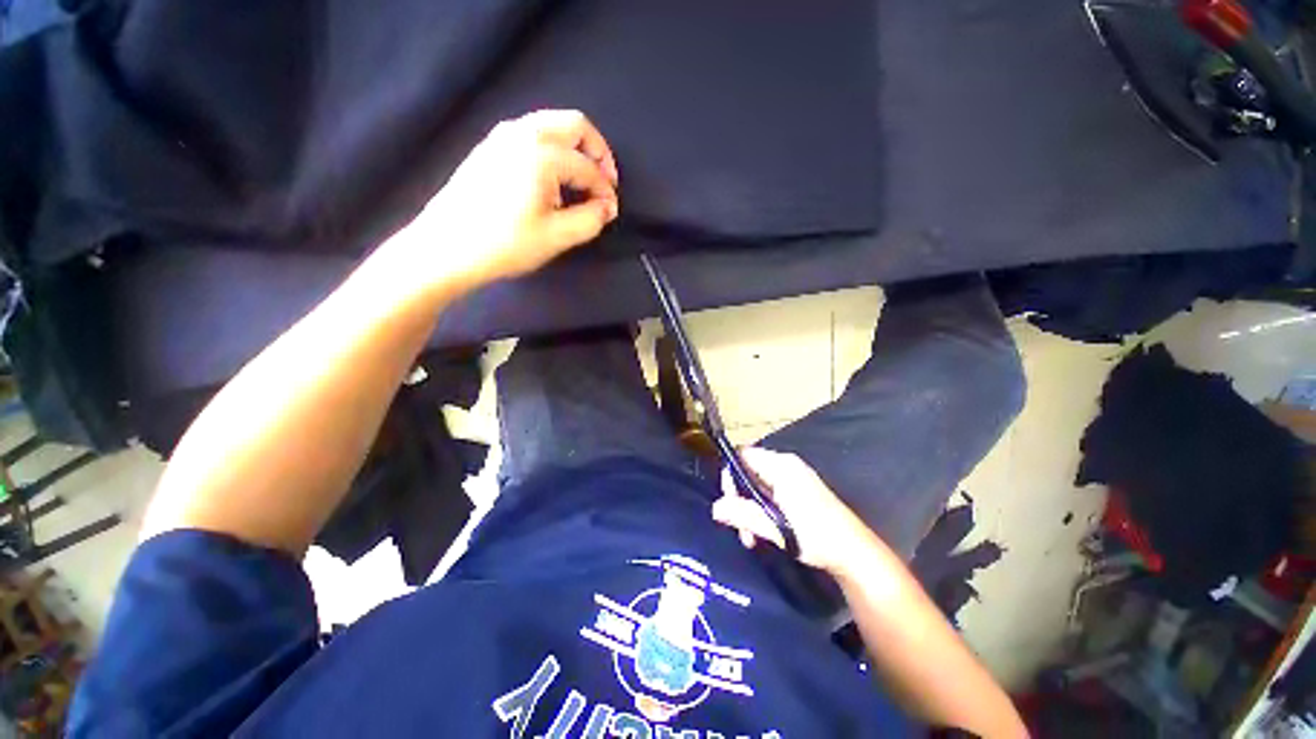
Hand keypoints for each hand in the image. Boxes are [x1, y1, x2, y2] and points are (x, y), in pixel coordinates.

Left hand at [390, 109, 619, 293]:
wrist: (447, 247)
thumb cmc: (506, 244)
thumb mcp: (557, 237)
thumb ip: (591, 220)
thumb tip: (607, 207)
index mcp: (543, 154)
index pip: (588, 168)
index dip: (605, 192)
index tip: (610, 213)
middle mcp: (523, 133)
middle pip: (574, 125)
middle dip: (597, 153)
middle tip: (604, 183)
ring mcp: (502, 135)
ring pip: (552, 125)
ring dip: (575, 148)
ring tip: (581, 183)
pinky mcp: (490, 146)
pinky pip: (532, 133)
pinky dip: (553, 149)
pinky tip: (552, 179)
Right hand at [713, 447, 873, 575]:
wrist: (855, 554)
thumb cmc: (817, 536)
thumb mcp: (776, 527)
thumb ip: (744, 515)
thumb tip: (715, 508)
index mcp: (781, 466)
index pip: (742, 456)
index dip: (730, 476)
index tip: (729, 504)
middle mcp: (786, 466)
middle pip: (748, 472)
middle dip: (739, 499)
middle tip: (741, 529)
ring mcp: (793, 478)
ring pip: (757, 486)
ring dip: (750, 510)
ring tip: (752, 537)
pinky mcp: (799, 492)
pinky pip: (769, 493)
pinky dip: (762, 510)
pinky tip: (765, 532)